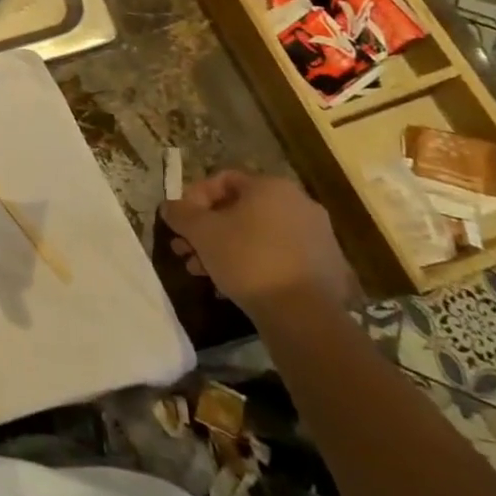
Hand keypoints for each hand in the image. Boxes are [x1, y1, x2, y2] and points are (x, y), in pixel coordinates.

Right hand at [162, 169, 355, 318]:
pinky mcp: (327, 269)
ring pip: (258, 235)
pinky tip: (232, 286)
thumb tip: (168, 207)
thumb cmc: (247, 258)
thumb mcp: (201, 232)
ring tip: (202, 272)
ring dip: (225, 249)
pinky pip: (279, 257)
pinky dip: (254, 265)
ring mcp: (318, 237)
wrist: (304, 315)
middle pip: (240, 210)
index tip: (180, 222)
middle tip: (185, 250)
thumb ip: (180, 213)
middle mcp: (299, 204)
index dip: (195, 198)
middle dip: (207, 230)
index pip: (224, 180)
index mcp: (271, 187)